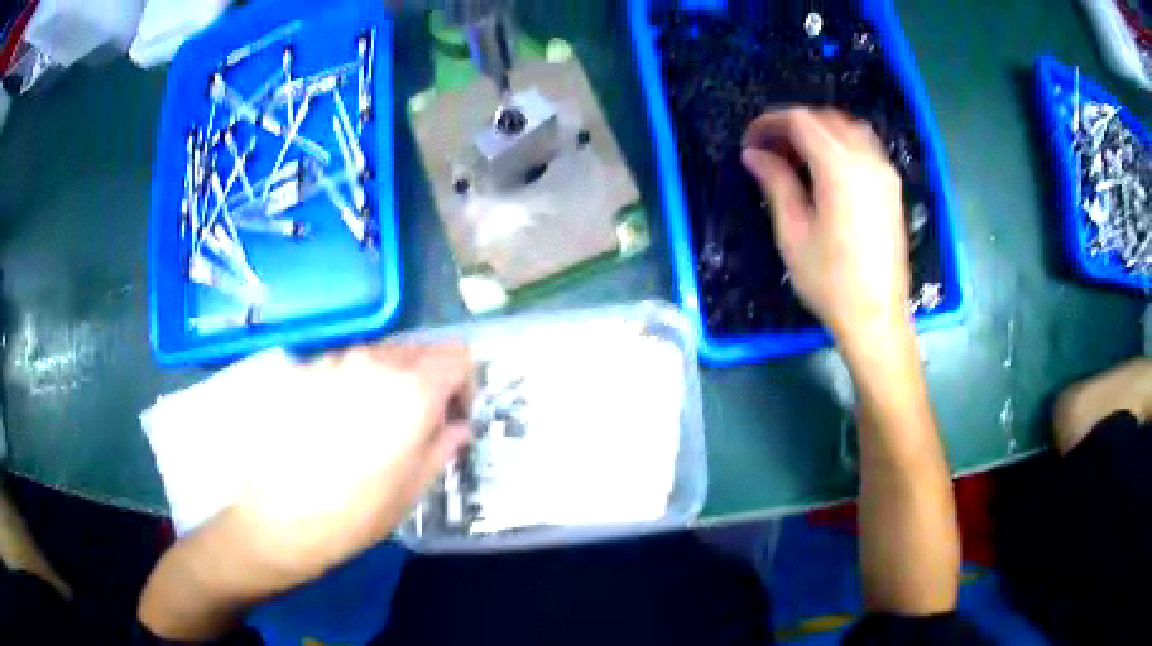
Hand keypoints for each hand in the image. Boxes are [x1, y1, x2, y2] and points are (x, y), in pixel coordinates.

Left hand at [221, 344, 473, 595]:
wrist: (274, 519)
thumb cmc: (353, 515)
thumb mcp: (411, 491)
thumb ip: (442, 448)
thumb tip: (456, 427)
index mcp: (411, 392)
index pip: (456, 354)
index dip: (463, 381)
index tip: (452, 414)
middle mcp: (371, 363)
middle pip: (415, 350)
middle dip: (424, 380)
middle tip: (412, 424)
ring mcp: (330, 362)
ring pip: (373, 357)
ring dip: (382, 382)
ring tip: (363, 427)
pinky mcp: (297, 371)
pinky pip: (336, 368)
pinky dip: (345, 387)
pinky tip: (327, 427)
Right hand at [741, 108, 908, 344]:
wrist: (876, 318)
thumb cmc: (830, 282)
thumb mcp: (793, 233)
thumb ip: (776, 183)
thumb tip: (754, 154)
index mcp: (841, 169)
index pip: (802, 121)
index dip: (770, 123)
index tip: (750, 142)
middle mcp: (868, 160)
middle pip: (825, 119)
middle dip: (792, 125)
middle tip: (768, 150)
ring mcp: (885, 173)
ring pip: (848, 128)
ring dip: (818, 131)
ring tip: (795, 157)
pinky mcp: (892, 187)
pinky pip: (864, 146)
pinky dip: (840, 143)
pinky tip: (825, 168)